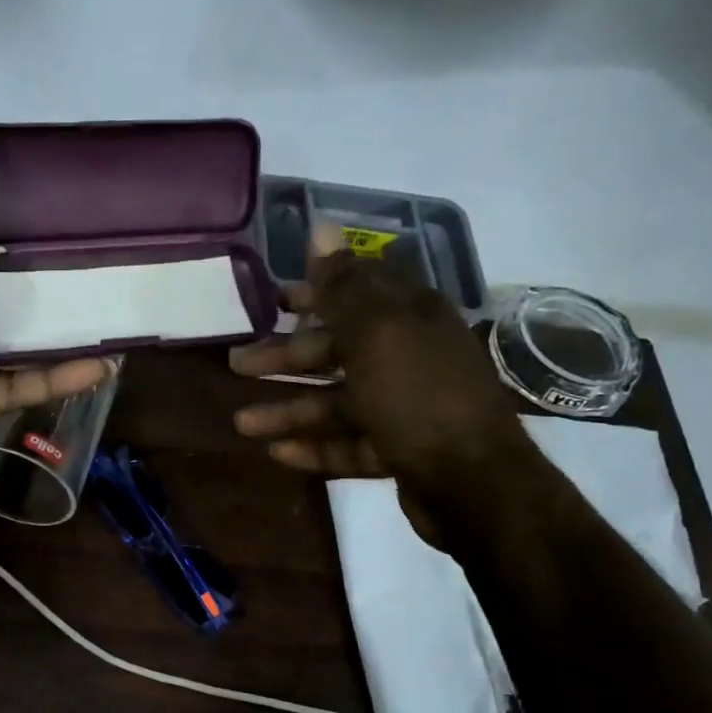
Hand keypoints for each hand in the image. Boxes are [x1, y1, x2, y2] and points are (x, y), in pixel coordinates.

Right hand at [228, 223, 541, 539]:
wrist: (474, 484)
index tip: (272, 301)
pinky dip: (315, 447)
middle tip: (237, 364)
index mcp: (410, 319)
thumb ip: (344, 287)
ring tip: (242, 424)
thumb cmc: (418, 397)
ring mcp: (404, 407)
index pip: (356, 292)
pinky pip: (348, 444)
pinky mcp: (398, 450)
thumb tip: (322, 228)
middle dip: (285, 358)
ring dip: (289, 411)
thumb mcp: (377, 334)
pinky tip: (278, 454)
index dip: (313, 293)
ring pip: (336, 403)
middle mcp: (408, 357)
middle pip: (336, 352)